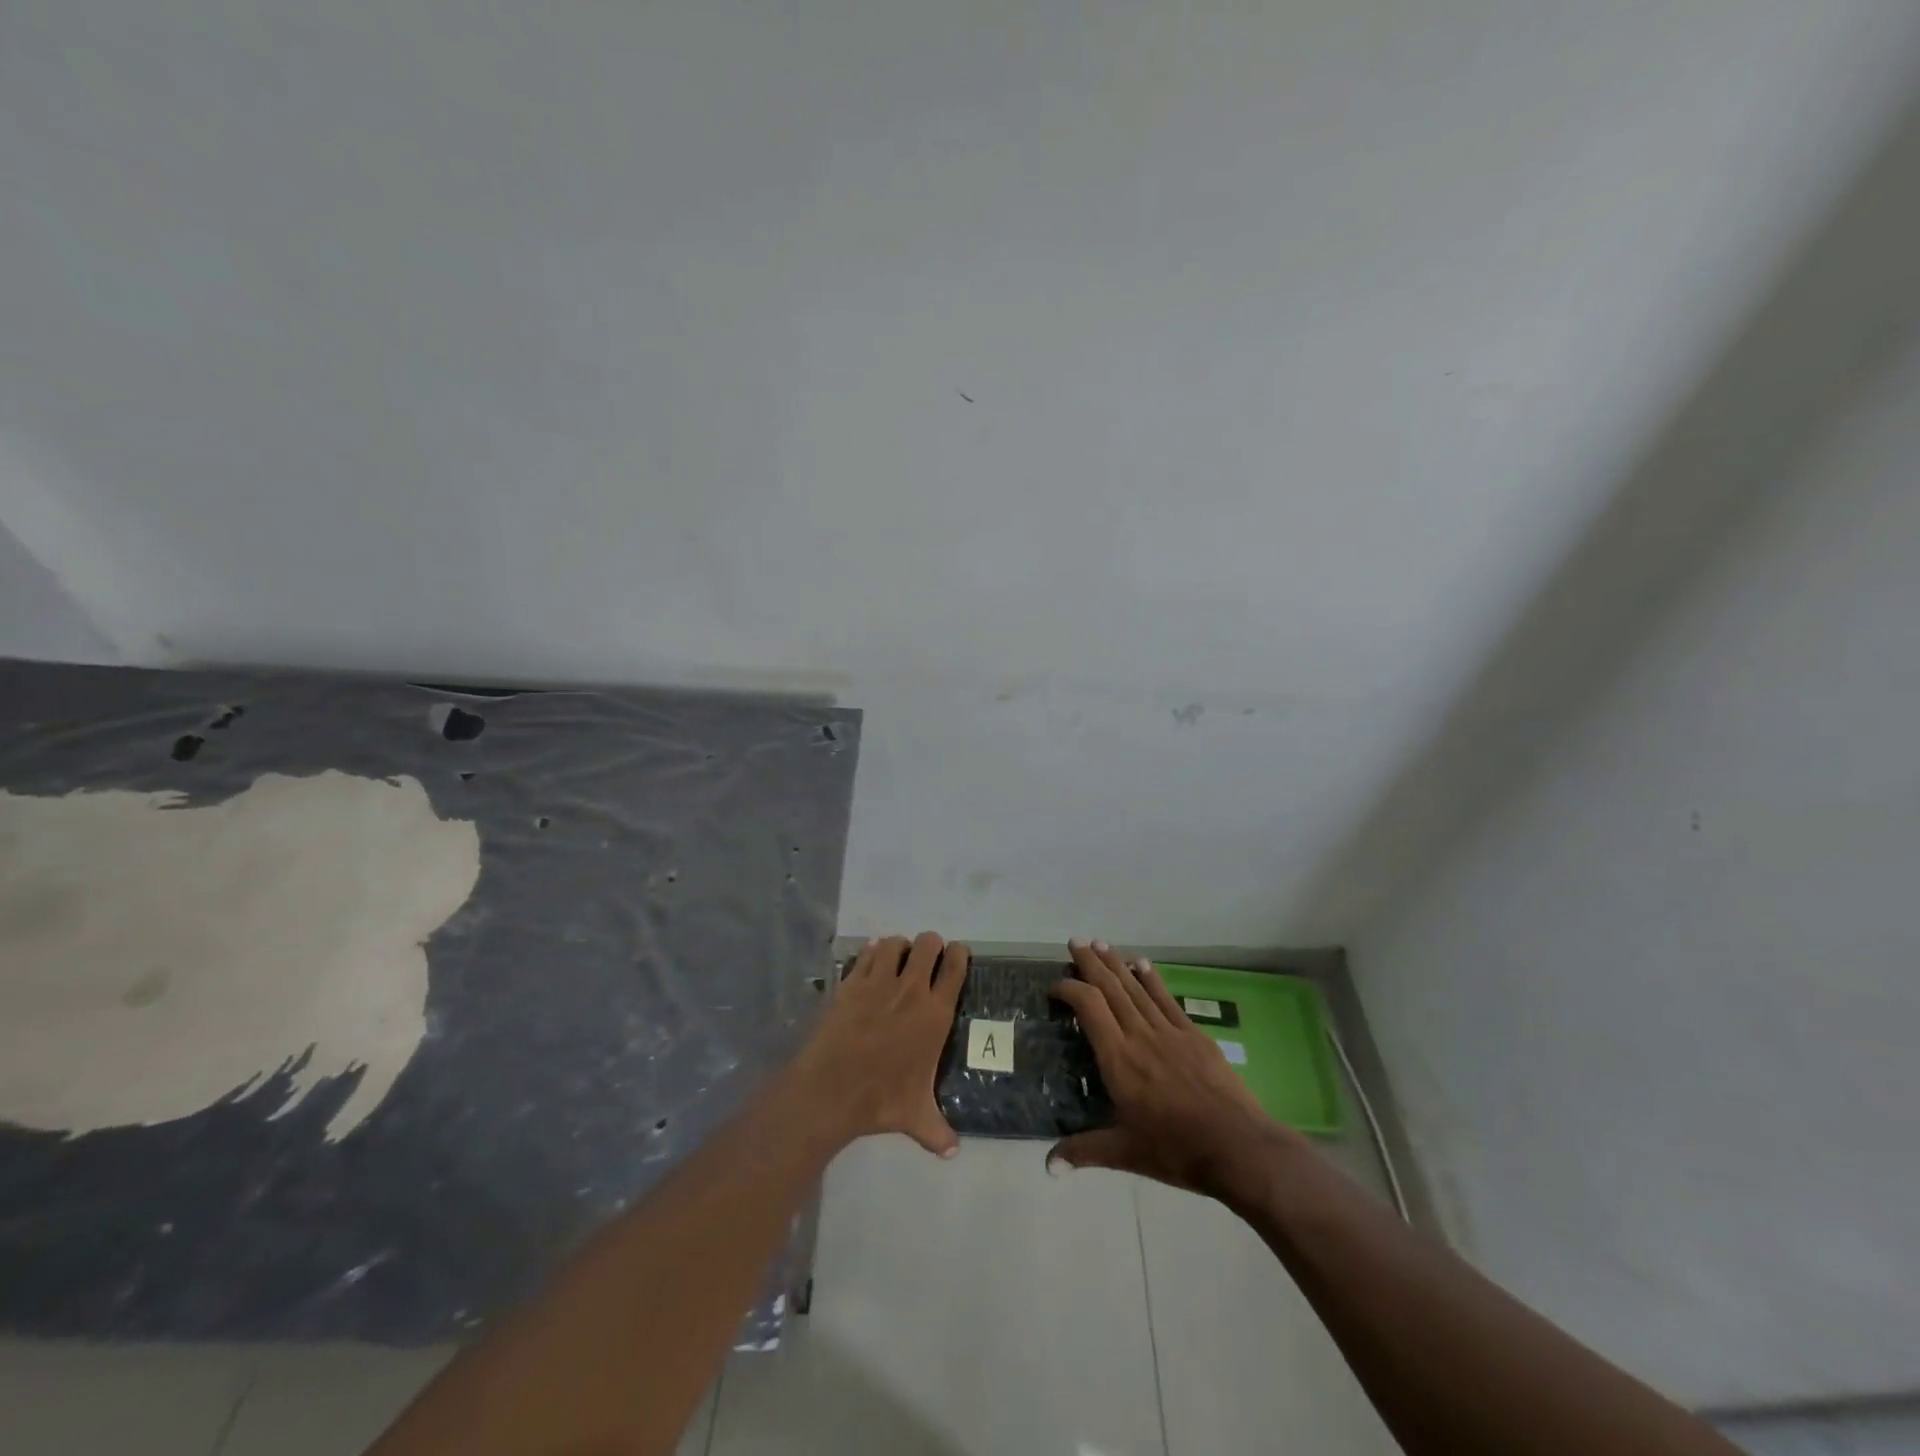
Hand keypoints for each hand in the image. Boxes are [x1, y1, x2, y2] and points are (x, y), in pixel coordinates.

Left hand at [789, 932, 968, 1157]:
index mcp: (935, 1014)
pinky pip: (867, 954)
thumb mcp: (915, 1117)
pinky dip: (872, 954)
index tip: (958, 954)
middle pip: (928, 944)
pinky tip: (871, 963)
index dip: (959, 954)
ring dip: (900, 947)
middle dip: (930, 945)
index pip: (956, 968)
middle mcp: (911, 990)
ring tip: (898, 959)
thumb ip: (938, 1131)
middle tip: (927, 958)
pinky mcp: (851, 982)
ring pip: (896, 943)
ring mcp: (879, 982)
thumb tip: (953, 1152)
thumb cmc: (881, 1099)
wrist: (832, 1089)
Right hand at [1048, 939, 1300, 1196]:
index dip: (1069, 989)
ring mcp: (1169, 1031)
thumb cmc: (1176, 1150)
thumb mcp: (1125, 1153)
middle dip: (1091, 963)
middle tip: (1075, 941)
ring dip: (1117, 963)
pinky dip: (1151, 979)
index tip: (1055, 986)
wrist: (1238, 1147)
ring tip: (1101, 943)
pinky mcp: (1194, 1035)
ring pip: (1136, 988)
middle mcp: (1140, 1035)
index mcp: (1118, 1058)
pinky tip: (1143, 963)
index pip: (1088, 1007)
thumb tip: (1047, 1166)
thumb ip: (1083, 1151)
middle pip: (1111, 988)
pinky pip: (1166, 999)